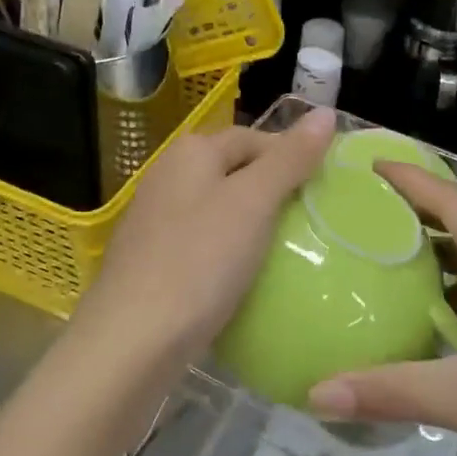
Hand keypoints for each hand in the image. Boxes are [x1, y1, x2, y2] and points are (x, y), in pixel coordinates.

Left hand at [74, 106, 336, 375]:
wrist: (131, 342)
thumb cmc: (199, 261)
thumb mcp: (253, 203)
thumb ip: (290, 158)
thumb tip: (325, 113)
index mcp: (191, 152)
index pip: (254, 138)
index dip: (291, 156)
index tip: (325, 188)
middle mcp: (168, 176)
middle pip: (235, 172)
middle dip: (274, 191)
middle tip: (314, 221)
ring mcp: (156, 220)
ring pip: (219, 210)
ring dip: (253, 224)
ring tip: (290, 250)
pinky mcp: (153, 261)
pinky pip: (204, 244)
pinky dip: (230, 253)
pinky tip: (247, 279)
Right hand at [307, 162, 456, 455]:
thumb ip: (391, 391)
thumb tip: (316, 393)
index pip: (454, 202)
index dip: (410, 178)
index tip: (366, 164)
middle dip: (415, 206)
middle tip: (362, 204)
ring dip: (435, 245)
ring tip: (383, 246)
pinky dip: (453, 281)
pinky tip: (425, 303)